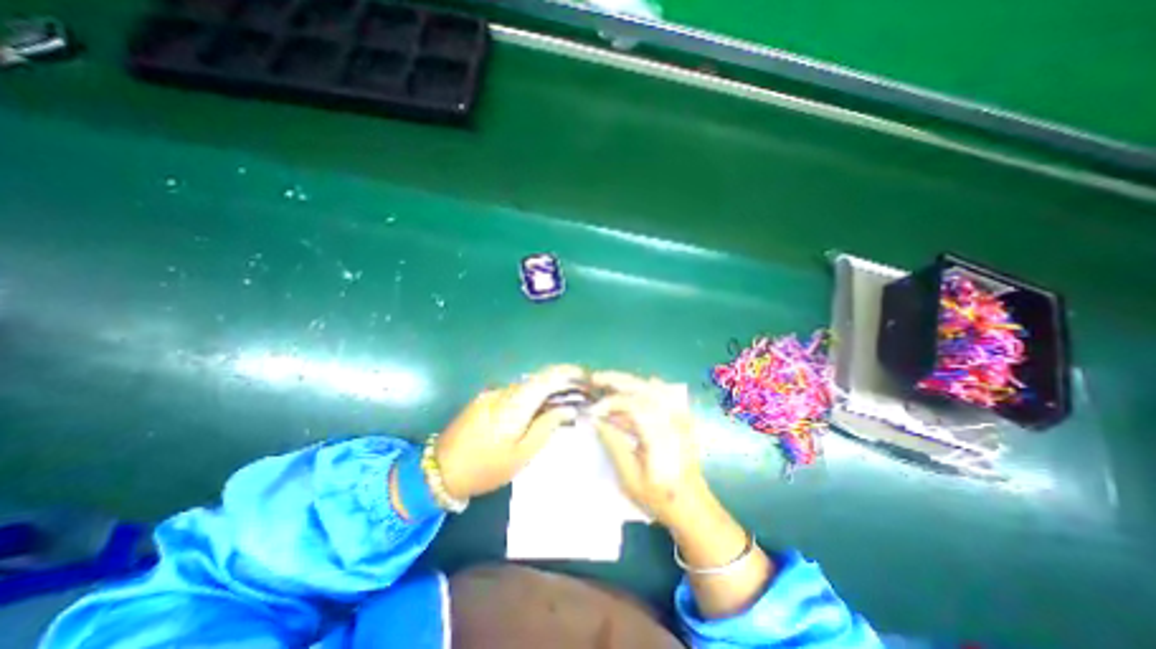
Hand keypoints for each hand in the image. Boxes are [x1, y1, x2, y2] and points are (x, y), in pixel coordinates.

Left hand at [437, 369, 587, 500]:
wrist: (441, 470)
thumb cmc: (486, 468)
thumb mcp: (522, 454)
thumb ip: (546, 427)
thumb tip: (567, 407)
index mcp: (515, 403)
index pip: (546, 377)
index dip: (568, 373)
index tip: (585, 376)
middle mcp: (504, 390)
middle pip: (539, 378)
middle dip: (561, 382)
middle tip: (579, 394)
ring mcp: (493, 393)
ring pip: (527, 385)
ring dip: (547, 390)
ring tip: (564, 402)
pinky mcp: (486, 398)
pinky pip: (516, 392)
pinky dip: (532, 396)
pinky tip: (539, 409)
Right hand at [591, 372, 708, 523]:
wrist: (692, 505)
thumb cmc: (658, 496)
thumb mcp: (630, 477)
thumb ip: (613, 444)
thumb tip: (596, 420)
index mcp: (661, 435)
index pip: (633, 405)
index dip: (611, 402)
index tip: (593, 409)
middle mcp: (673, 420)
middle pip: (644, 388)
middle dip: (617, 380)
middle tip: (595, 379)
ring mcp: (681, 417)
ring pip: (654, 387)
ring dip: (629, 381)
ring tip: (609, 381)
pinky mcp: (683, 417)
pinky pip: (665, 393)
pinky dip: (648, 386)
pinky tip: (636, 385)